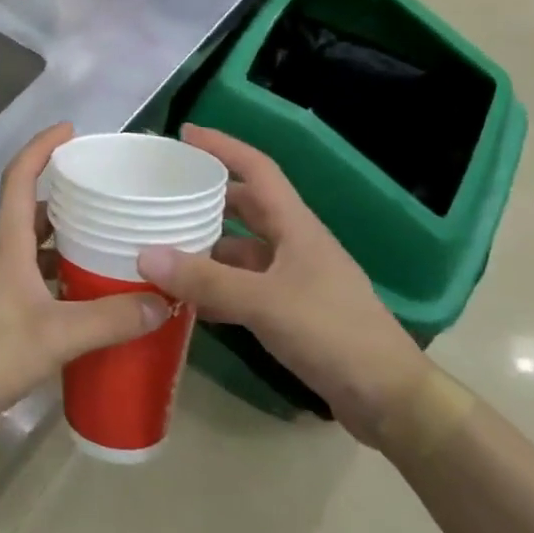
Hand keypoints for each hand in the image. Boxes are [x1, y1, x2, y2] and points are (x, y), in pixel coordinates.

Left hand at [0, 124, 170, 422]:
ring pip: (34, 244)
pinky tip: (88, 292)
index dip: (40, 147)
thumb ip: (112, 320)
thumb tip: (163, 301)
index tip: (69, 130)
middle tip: (106, 192)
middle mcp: (1, 254)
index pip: (19, 178)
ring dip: (65, 237)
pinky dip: (60, 272)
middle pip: (31, 208)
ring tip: (108, 239)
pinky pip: (34, 274)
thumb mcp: (58, 336)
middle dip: (66, 193)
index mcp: (8, 244)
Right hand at [136, 126, 429, 447]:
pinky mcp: (291, 311)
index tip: (186, 133)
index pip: (258, 169)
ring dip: (207, 245)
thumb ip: (205, 280)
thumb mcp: (264, 303)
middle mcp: (294, 245)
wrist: (389, 399)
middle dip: (207, 195)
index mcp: (296, 227)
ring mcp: (294, 279)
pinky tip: (187, 297)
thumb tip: (144, 255)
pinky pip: (243, 285)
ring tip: (163, 243)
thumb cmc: (333, 333)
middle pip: (246, 206)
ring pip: (241, 249)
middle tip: (165, 192)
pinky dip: (215, 285)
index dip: (224, 147)